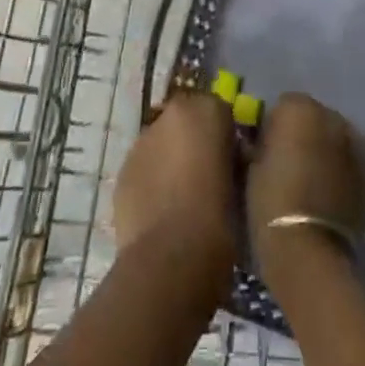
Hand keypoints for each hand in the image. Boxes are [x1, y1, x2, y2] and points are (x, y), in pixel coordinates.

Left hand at [113, 91, 238, 284]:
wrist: (171, 256)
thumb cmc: (220, 216)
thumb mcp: (242, 180)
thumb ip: (233, 156)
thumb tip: (229, 156)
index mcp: (206, 110)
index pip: (219, 108)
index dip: (225, 133)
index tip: (231, 158)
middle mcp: (170, 116)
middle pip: (185, 120)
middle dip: (194, 139)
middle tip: (206, 173)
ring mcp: (141, 142)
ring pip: (161, 142)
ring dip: (170, 157)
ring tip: (182, 195)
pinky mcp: (122, 170)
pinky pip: (143, 167)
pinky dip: (152, 179)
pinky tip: (162, 209)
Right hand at [248, 92, 364, 278]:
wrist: (308, 248)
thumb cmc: (270, 201)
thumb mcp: (250, 166)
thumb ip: (259, 143)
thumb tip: (260, 141)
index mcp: (299, 108)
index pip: (282, 105)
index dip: (272, 127)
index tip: (264, 149)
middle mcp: (332, 117)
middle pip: (314, 118)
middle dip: (303, 135)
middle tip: (288, 163)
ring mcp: (355, 145)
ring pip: (335, 139)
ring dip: (324, 151)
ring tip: (310, 180)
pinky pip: (349, 164)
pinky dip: (340, 172)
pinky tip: (327, 194)